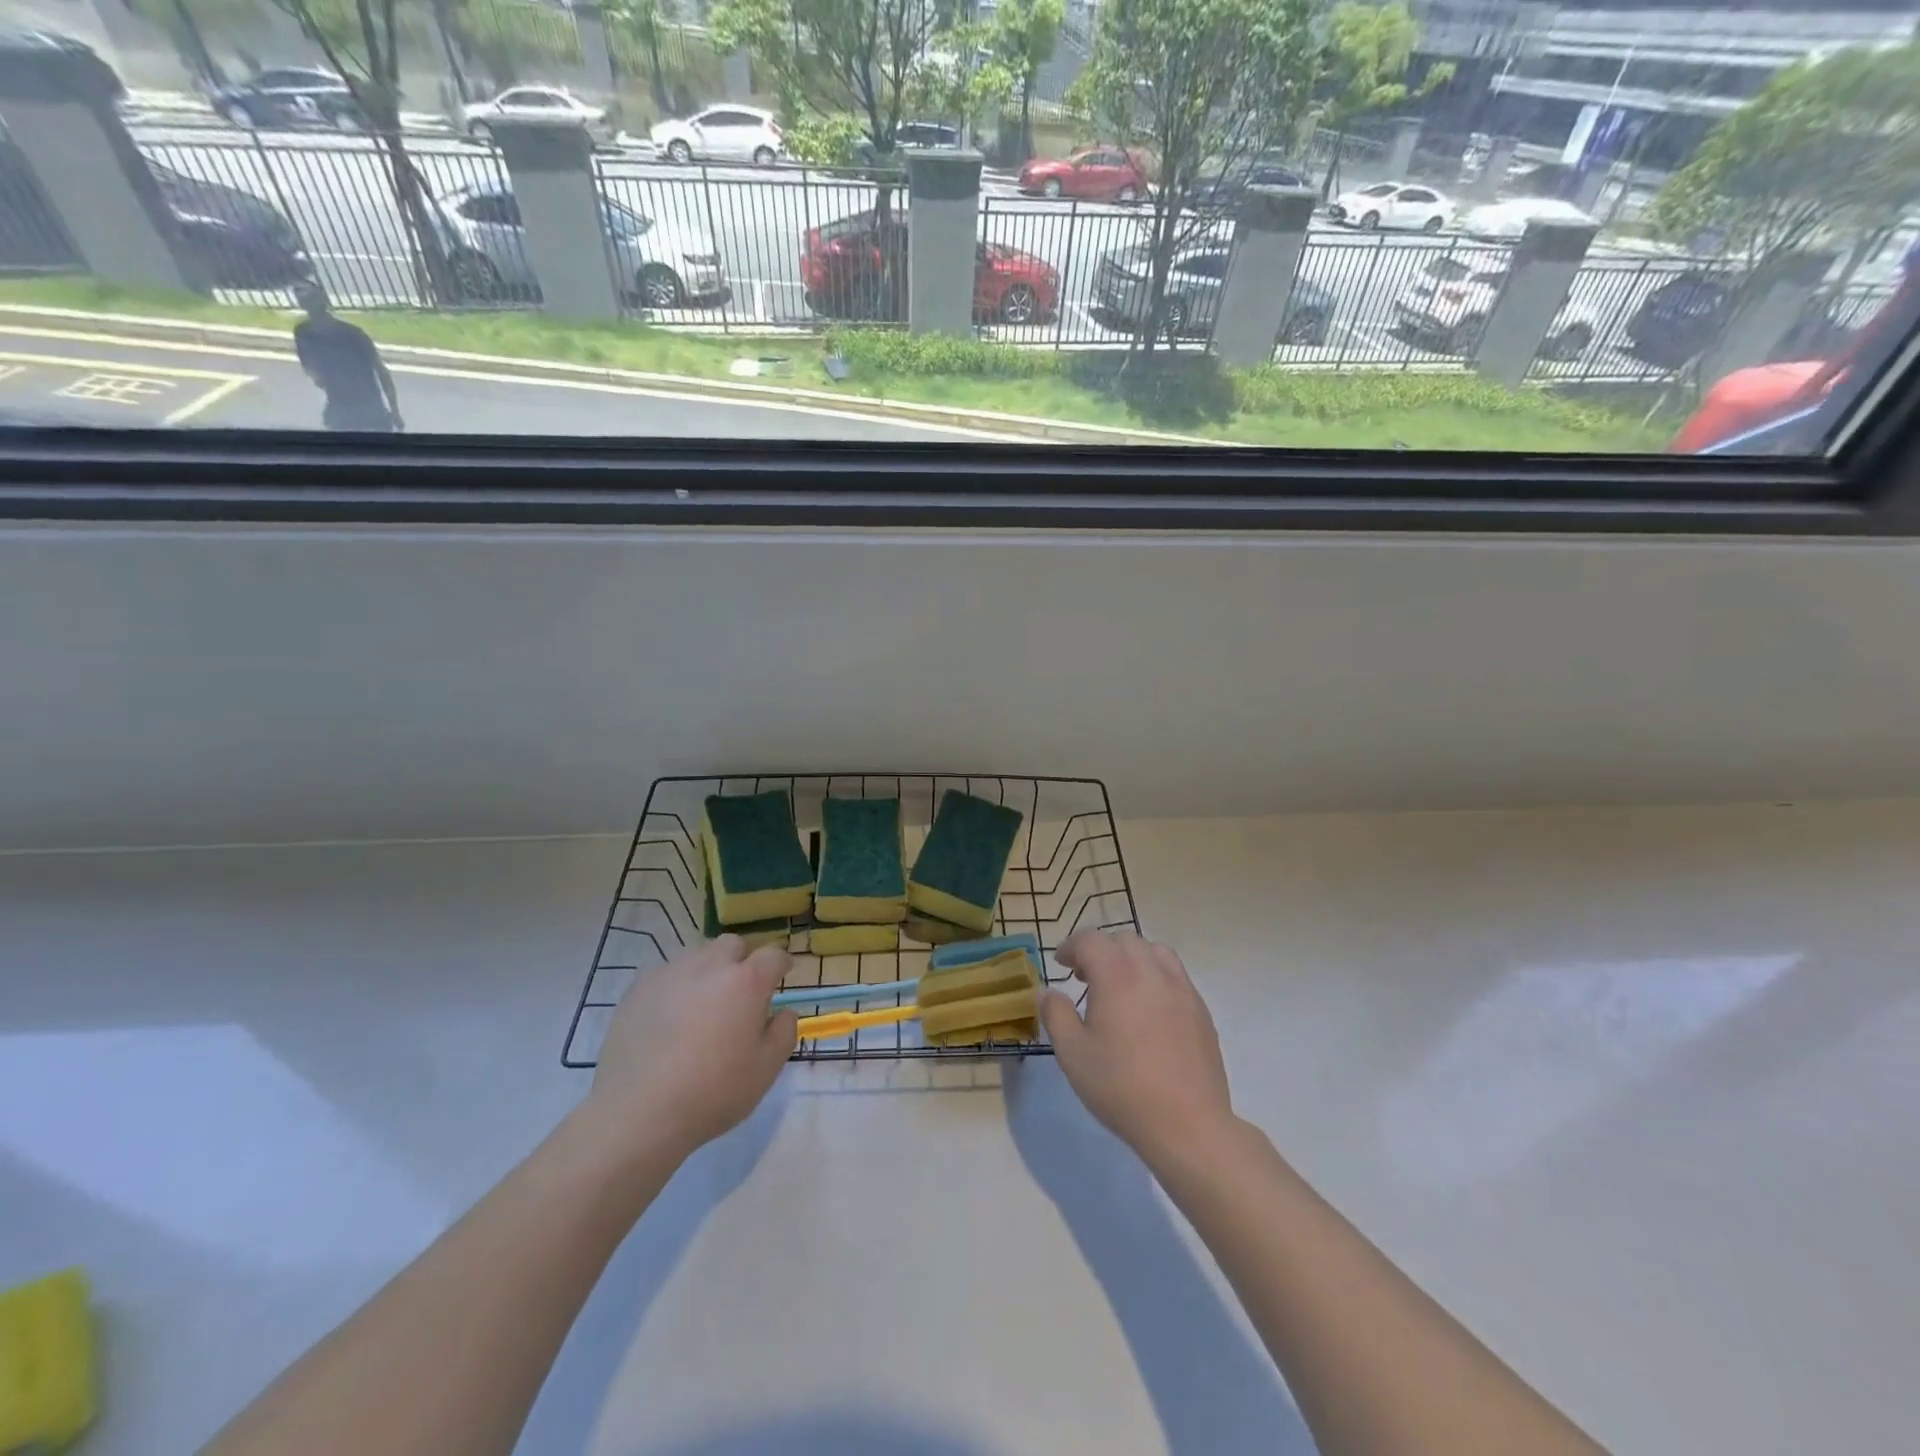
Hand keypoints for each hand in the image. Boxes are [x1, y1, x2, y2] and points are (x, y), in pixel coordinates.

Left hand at [584, 936, 797, 1165]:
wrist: (639, 1113)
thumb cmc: (713, 1092)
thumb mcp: (766, 1069)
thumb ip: (783, 1032)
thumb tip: (783, 1012)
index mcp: (747, 981)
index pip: (773, 955)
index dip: (781, 963)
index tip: (782, 974)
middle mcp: (710, 966)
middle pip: (732, 945)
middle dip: (742, 960)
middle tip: (740, 991)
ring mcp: (670, 973)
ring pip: (697, 955)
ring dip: (707, 970)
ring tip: (701, 1003)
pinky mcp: (637, 988)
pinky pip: (664, 972)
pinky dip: (674, 985)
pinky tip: (668, 1014)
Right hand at [1040, 931, 1234, 1166]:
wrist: (1187, 1124)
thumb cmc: (1122, 1088)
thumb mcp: (1073, 1054)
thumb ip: (1056, 1015)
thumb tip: (1048, 991)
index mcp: (1117, 976)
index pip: (1091, 940)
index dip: (1071, 946)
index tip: (1061, 964)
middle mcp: (1151, 972)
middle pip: (1123, 940)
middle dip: (1100, 949)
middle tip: (1085, 977)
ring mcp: (1182, 989)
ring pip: (1154, 950)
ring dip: (1131, 958)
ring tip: (1120, 986)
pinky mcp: (1201, 1009)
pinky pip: (1175, 975)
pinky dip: (1155, 976)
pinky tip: (1149, 1009)